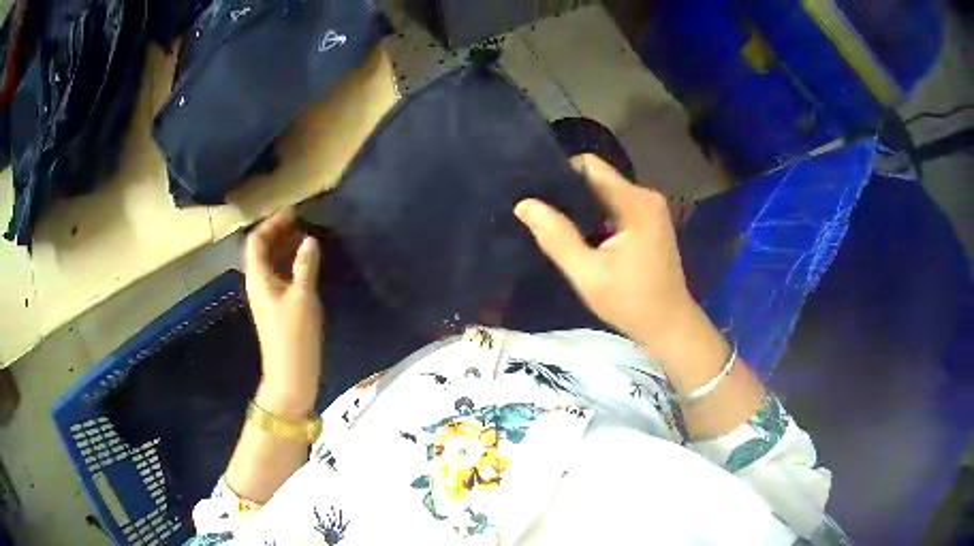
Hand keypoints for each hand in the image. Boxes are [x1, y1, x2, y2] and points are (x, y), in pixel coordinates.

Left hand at [244, 210, 323, 416]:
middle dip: (280, 233)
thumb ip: (305, 266)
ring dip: (287, 247)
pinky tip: (309, 262)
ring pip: (274, 263)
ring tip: (309, 236)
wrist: (292, 375)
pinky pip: (283, 276)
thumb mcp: (302, 297)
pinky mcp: (280, 307)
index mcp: (258, 278)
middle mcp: (260, 284)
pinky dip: (293, 264)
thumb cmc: (294, 336)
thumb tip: (309, 239)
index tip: (293, 212)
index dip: (272, 224)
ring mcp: (270, 297)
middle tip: (303, 221)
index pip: (257, 241)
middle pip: (263, 250)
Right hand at [514, 154, 700, 357]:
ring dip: (580, 206)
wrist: (670, 325)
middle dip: (567, 192)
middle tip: (537, 210)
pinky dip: (594, 217)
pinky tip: (577, 234)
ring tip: (552, 222)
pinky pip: (614, 207)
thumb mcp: (587, 274)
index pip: (590, 166)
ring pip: (604, 193)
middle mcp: (645, 196)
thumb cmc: (631, 302)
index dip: (560, 174)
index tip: (535, 191)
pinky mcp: (649, 222)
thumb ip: (556, 237)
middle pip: (597, 178)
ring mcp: (650, 209)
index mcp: (635, 202)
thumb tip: (524, 204)